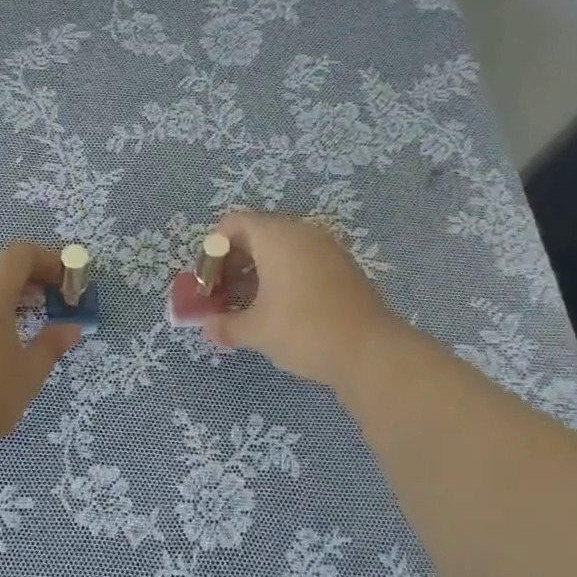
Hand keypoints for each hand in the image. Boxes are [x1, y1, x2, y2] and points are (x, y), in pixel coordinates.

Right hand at [202, 211, 406, 386]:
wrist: (370, 352)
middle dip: (231, 264)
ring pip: (279, 250)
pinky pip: (300, 262)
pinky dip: (281, 278)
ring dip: (255, 273)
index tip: (207, 285)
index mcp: (276, 236)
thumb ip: (224, 324)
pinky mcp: (341, 268)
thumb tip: (208, 325)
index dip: (211, 253)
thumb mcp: (255, 330)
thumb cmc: (303, 331)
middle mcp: (302, 232)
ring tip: (244, 307)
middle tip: (220, 297)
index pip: (232, 225)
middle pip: (255, 234)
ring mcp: (326, 248)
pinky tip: (275, 310)